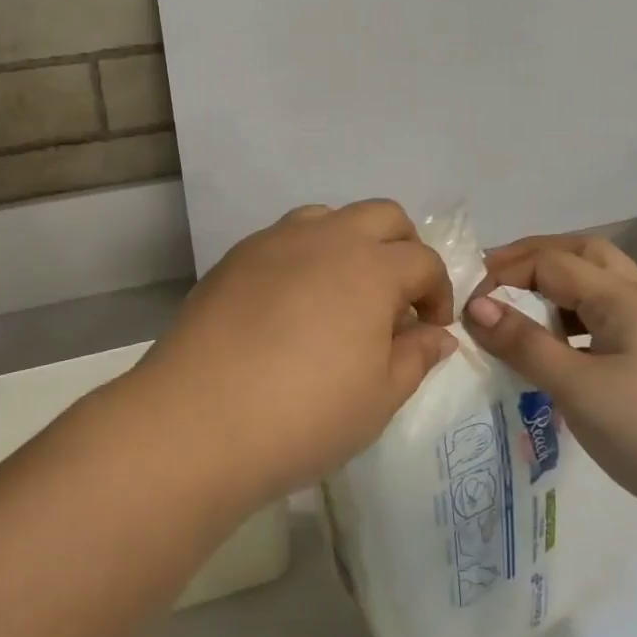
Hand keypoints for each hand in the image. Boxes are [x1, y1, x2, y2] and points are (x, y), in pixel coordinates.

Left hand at [133, 201, 455, 505]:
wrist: (199, 420)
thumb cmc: (305, 415)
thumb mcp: (379, 398)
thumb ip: (415, 357)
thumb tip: (436, 336)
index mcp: (371, 267)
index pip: (423, 260)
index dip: (437, 291)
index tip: (430, 327)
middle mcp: (325, 238)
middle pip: (382, 215)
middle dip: (402, 248)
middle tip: (396, 297)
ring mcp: (273, 242)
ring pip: (327, 217)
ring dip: (349, 243)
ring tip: (341, 293)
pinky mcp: (234, 258)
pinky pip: (282, 239)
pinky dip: (303, 257)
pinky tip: (290, 304)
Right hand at [464, 233, 636, 554]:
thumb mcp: (579, 388)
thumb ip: (524, 344)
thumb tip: (474, 306)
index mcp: (623, 298)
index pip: (551, 261)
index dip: (504, 273)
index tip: (465, 304)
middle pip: (584, 255)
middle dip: (535, 260)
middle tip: (493, 282)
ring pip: (600, 291)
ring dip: (557, 292)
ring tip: (519, 318)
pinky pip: (608, 327)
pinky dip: (575, 327)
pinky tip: (558, 359)